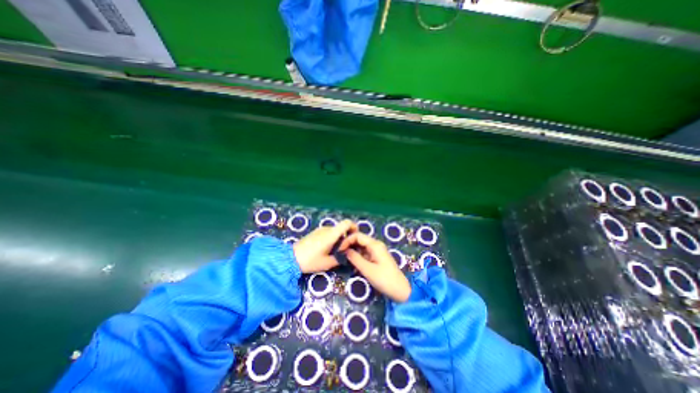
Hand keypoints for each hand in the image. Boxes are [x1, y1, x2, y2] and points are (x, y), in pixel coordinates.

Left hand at [293, 221, 356, 272]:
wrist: (291, 258)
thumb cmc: (310, 261)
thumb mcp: (327, 263)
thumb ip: (340, 257)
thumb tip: (347, 254)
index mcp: (331, 234)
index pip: (346, 223)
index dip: (354, 226)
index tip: (355, 236)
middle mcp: (327, 229)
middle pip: (341, 228)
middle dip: (346, 237)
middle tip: (346, 249)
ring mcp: (320, 230)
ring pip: (334, 231)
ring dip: (338, 238)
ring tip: (335, 251)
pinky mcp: (315, 232)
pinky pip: (328, 233)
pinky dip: (331, 238)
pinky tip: (327, 249)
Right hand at [338, 233, 410, 303]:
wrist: (400, 290)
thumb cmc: (384, 279)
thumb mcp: (367, 269)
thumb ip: (355, 258)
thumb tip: (344, 250)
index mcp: (375, 245)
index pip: (358, 236)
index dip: (347, 240)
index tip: (339, 249)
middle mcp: (376, 245)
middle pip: (359, 240)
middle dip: (349, 245)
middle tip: (339, 253)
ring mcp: (377, 251)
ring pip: (361, 247)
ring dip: (353, 251)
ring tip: (343, 258)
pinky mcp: (377, 257)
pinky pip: (365, 253)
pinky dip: (358, 257)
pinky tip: (352, 264)